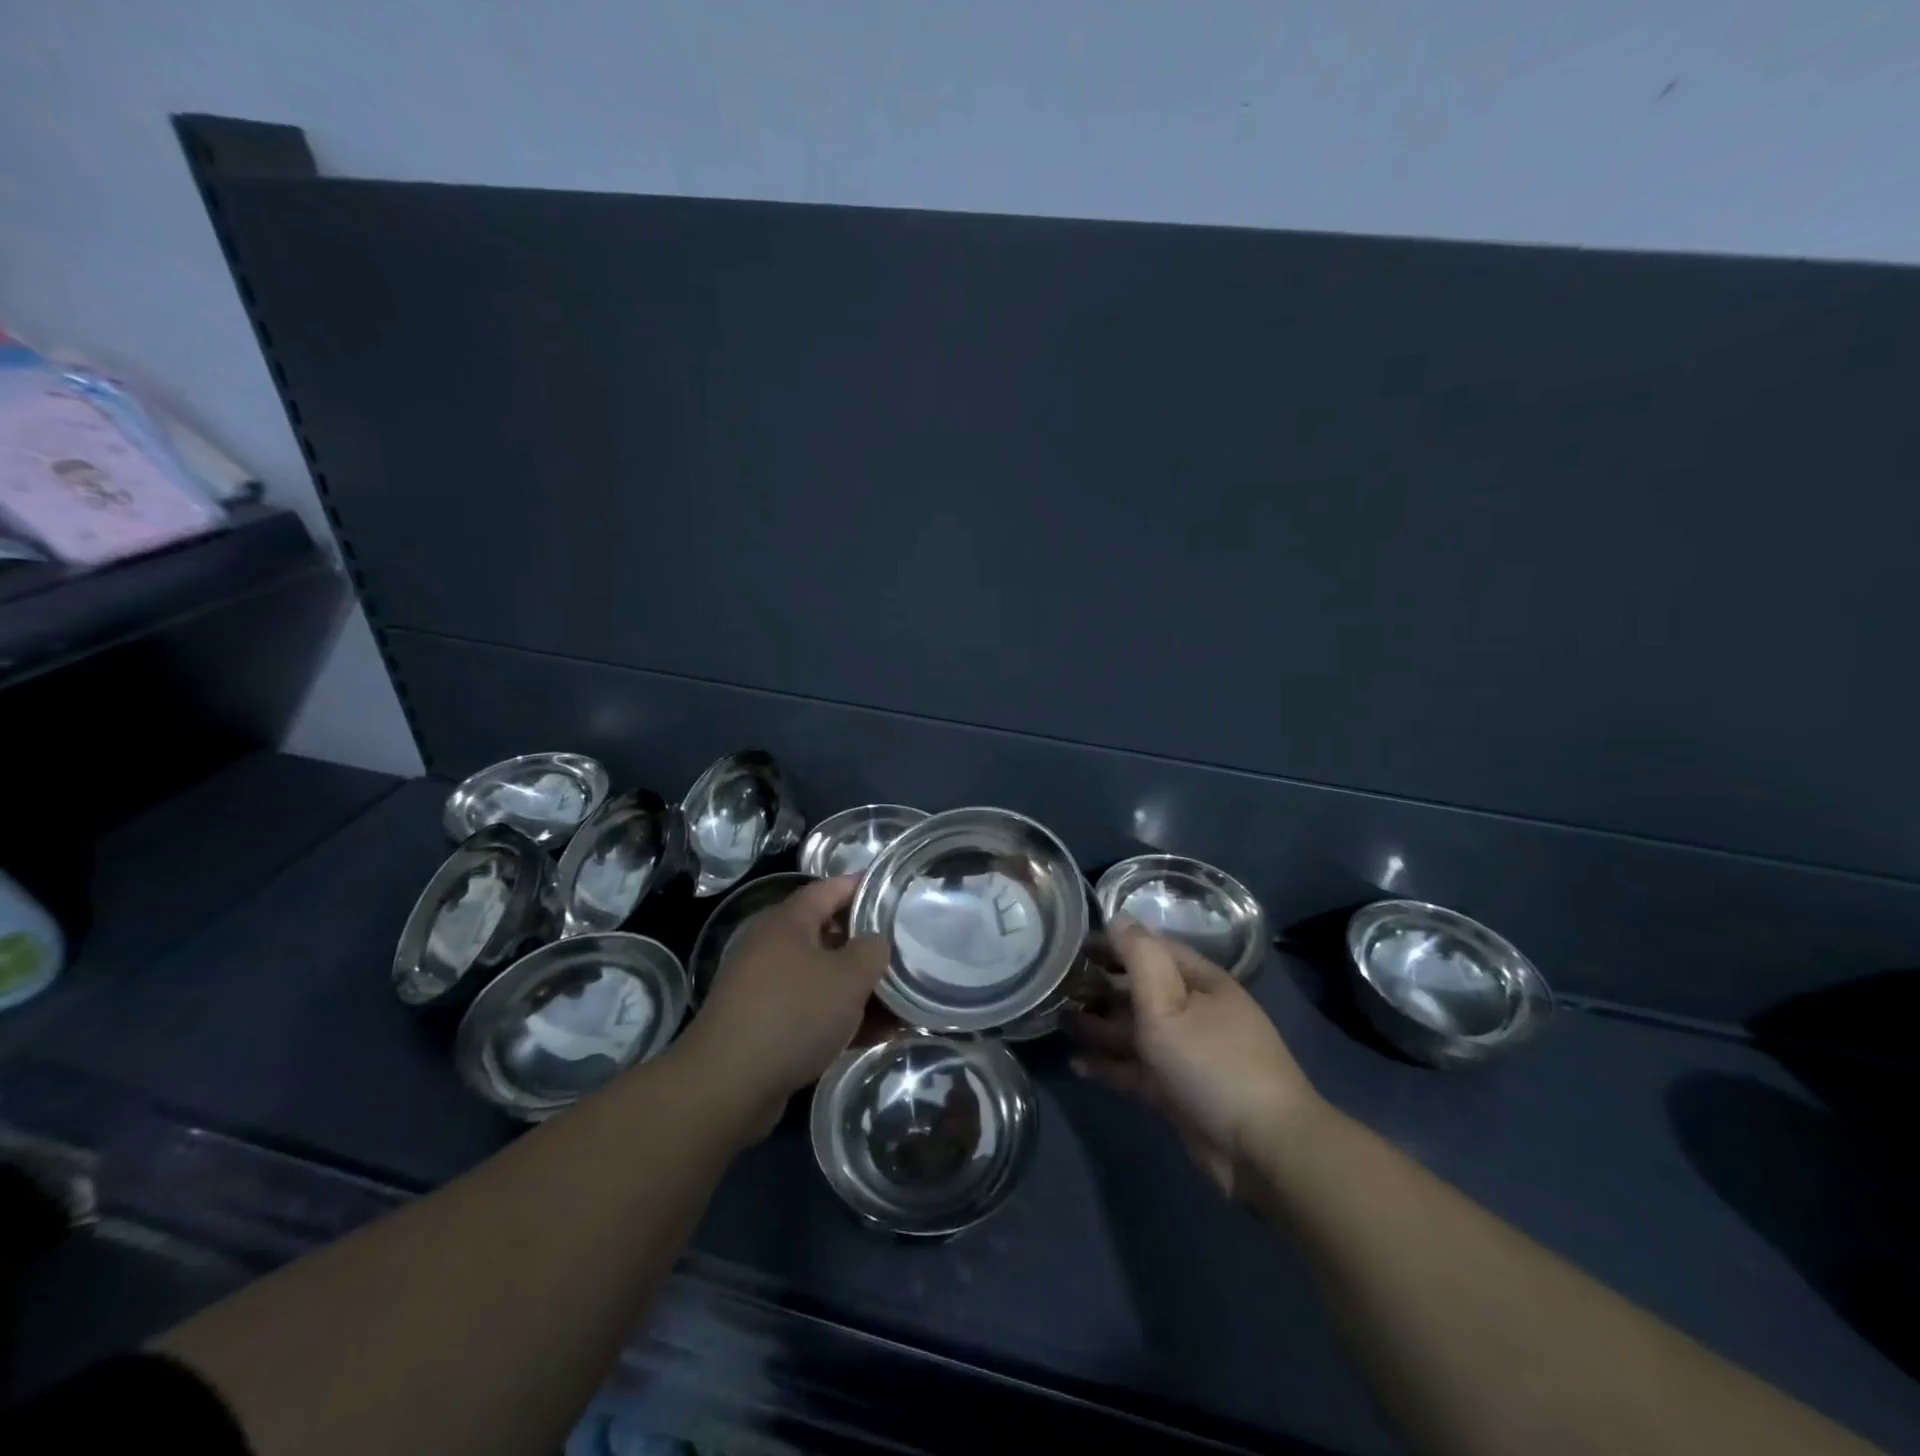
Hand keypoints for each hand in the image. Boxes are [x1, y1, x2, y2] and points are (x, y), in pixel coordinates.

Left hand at [679, 876, 887, 1140]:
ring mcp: (765, 987)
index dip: (863, 887)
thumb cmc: (794, 1013)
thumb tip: (874, 943)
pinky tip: (875, 1035)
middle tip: (905, 952)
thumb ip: (872, 951)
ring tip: (901, 1002)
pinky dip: (841, 1018)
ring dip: (859, 988)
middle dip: (866, 945)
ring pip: (822, 977)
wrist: (728, 1085)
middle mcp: (772, 946)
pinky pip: (811, 1010)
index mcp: (788, 921)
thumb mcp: (849, 976)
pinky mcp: (763, 1025)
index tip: (895, 894)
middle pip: (828, 934)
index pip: (830, 888)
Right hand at [1068, 916, 1321, 1197]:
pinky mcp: (1178, 1092)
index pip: (1152, 949)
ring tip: (1060, 1022)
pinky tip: (1077, 1064)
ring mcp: (1187, 1054)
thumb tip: (1118, 917)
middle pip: (1141, 991)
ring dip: (1100, 1027)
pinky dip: (1109, 1065)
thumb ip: (1140, 958)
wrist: (1262, 1148)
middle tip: (1059, 987)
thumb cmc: (1211, 1062)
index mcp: (1200, 982)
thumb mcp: (1169, 1003)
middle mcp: (1195, 1012)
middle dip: (1102, 987)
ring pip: (1136, 1032)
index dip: (1114, 944)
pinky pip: (1137, 1070)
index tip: (1075, 946)